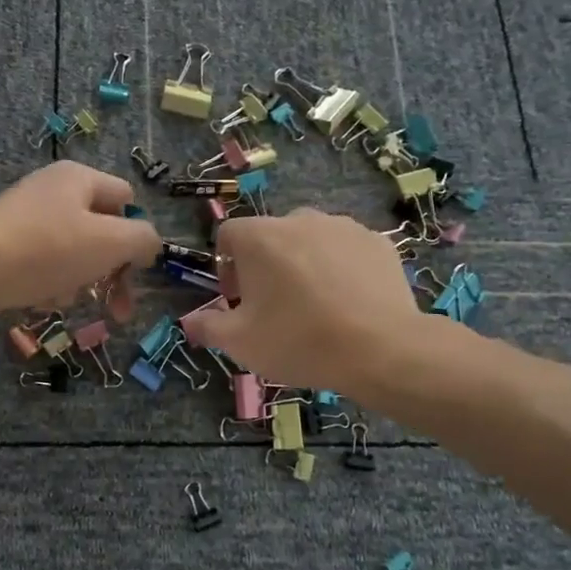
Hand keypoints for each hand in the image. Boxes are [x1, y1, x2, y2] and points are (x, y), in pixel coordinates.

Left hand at [0, 161, 161, 322]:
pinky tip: (42, 299)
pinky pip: (45, 265)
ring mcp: (29, 217)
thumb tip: (148, 246)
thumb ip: (143, 240)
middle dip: (112, 272)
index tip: (136, 271)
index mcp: (80, 178)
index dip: (137, 235)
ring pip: (75, 253)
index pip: (127, 201)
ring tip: (66, 299)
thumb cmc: (48, 250)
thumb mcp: (110, 242)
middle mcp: (54, 191)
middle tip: (119, 310)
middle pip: (102, 232)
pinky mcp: (9, 244)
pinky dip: (51, 283)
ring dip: (81, 281)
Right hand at [181, 208, 456, 394]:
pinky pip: (346, 250)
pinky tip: (349, 303)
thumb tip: (189, 322)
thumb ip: (208, 327)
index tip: (237, 300)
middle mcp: (299, 219)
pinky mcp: (378, 242)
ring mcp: (343, 227)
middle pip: (270, 236)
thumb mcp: (240, 343)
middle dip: (265, 266)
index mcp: (260, 237)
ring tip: (316, 305)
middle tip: (275, 307)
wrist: (381, 349)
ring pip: (310, 241)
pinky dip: (341, 269)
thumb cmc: (299, 341)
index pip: (228, 235)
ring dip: (304, 264)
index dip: (225, 266)